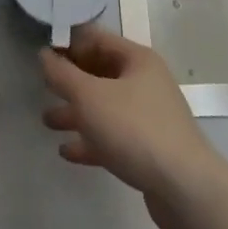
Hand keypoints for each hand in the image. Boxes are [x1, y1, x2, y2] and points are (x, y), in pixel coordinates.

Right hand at [40, 26, 222, 228]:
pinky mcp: (148, 149)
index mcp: (137, 59)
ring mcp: (148, 116)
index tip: (43, 56)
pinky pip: (113, 136)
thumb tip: (44, 54)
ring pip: (105, 107)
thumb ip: (63, 74)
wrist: (185, 188)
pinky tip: (67, 152)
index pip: (97, 39)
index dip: (69, 44)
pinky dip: (90, 140)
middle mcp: (145, 82)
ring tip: (47, 122)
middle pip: (101, 73)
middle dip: (71, 81)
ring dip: (76, 112)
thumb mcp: (90, 97)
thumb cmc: (134, 129)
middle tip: (42, 88)